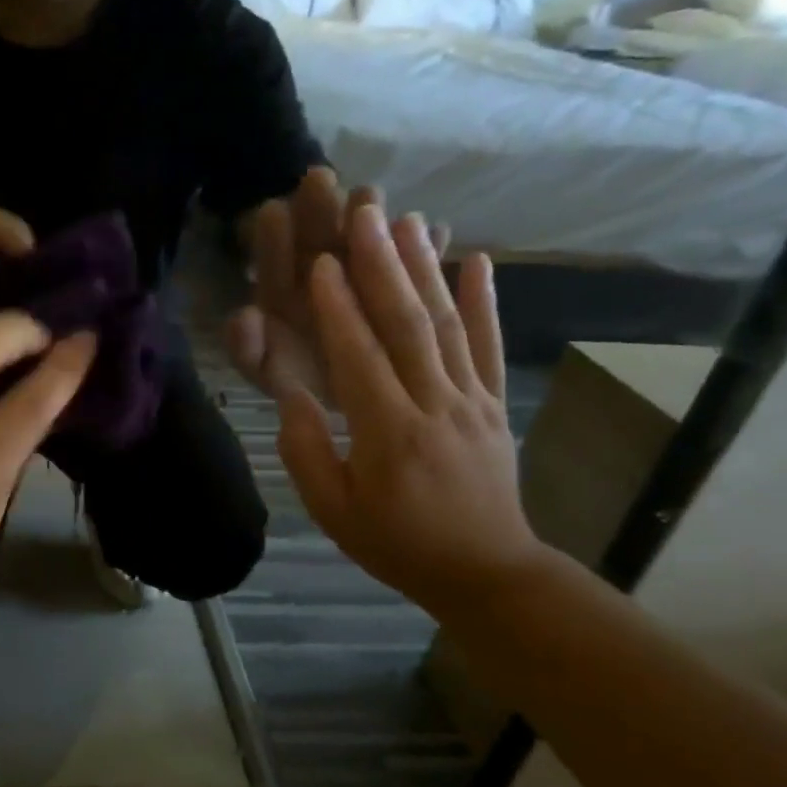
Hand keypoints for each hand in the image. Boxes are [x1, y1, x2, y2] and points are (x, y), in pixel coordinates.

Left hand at [226, 169, 447, 405]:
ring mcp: (361, 275)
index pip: (273, 260)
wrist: (344, 401)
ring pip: (363, 242)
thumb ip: (246, 346)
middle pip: (316, 237)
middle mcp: (318, 276)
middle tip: (320, 177)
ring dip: (368, 218)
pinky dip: (428, 249)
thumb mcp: (265, 369)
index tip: (271, 211)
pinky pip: (415, 264)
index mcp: (282, 293)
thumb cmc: (296, 381)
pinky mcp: (400, 284)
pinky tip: (440, 229)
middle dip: (318, 208)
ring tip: (372, 196)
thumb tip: (243, 316)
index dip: (271, 238)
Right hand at [275, 203, 546, 617]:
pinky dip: (485, 300)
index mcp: (388, 434)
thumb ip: (306, 452)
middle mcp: (434, 405)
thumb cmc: (397, 544)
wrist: (487, 572)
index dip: (339, 308)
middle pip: (407, 325)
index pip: (359, 358)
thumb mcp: (334, 511)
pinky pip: (488, 346)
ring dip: (426, 268)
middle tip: (365, 214)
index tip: (322, 262)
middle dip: (383, 265)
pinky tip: (477, 260)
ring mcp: (471, 401)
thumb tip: (292, 394)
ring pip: (446, 325)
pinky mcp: (493, 404)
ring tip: (408, 220)